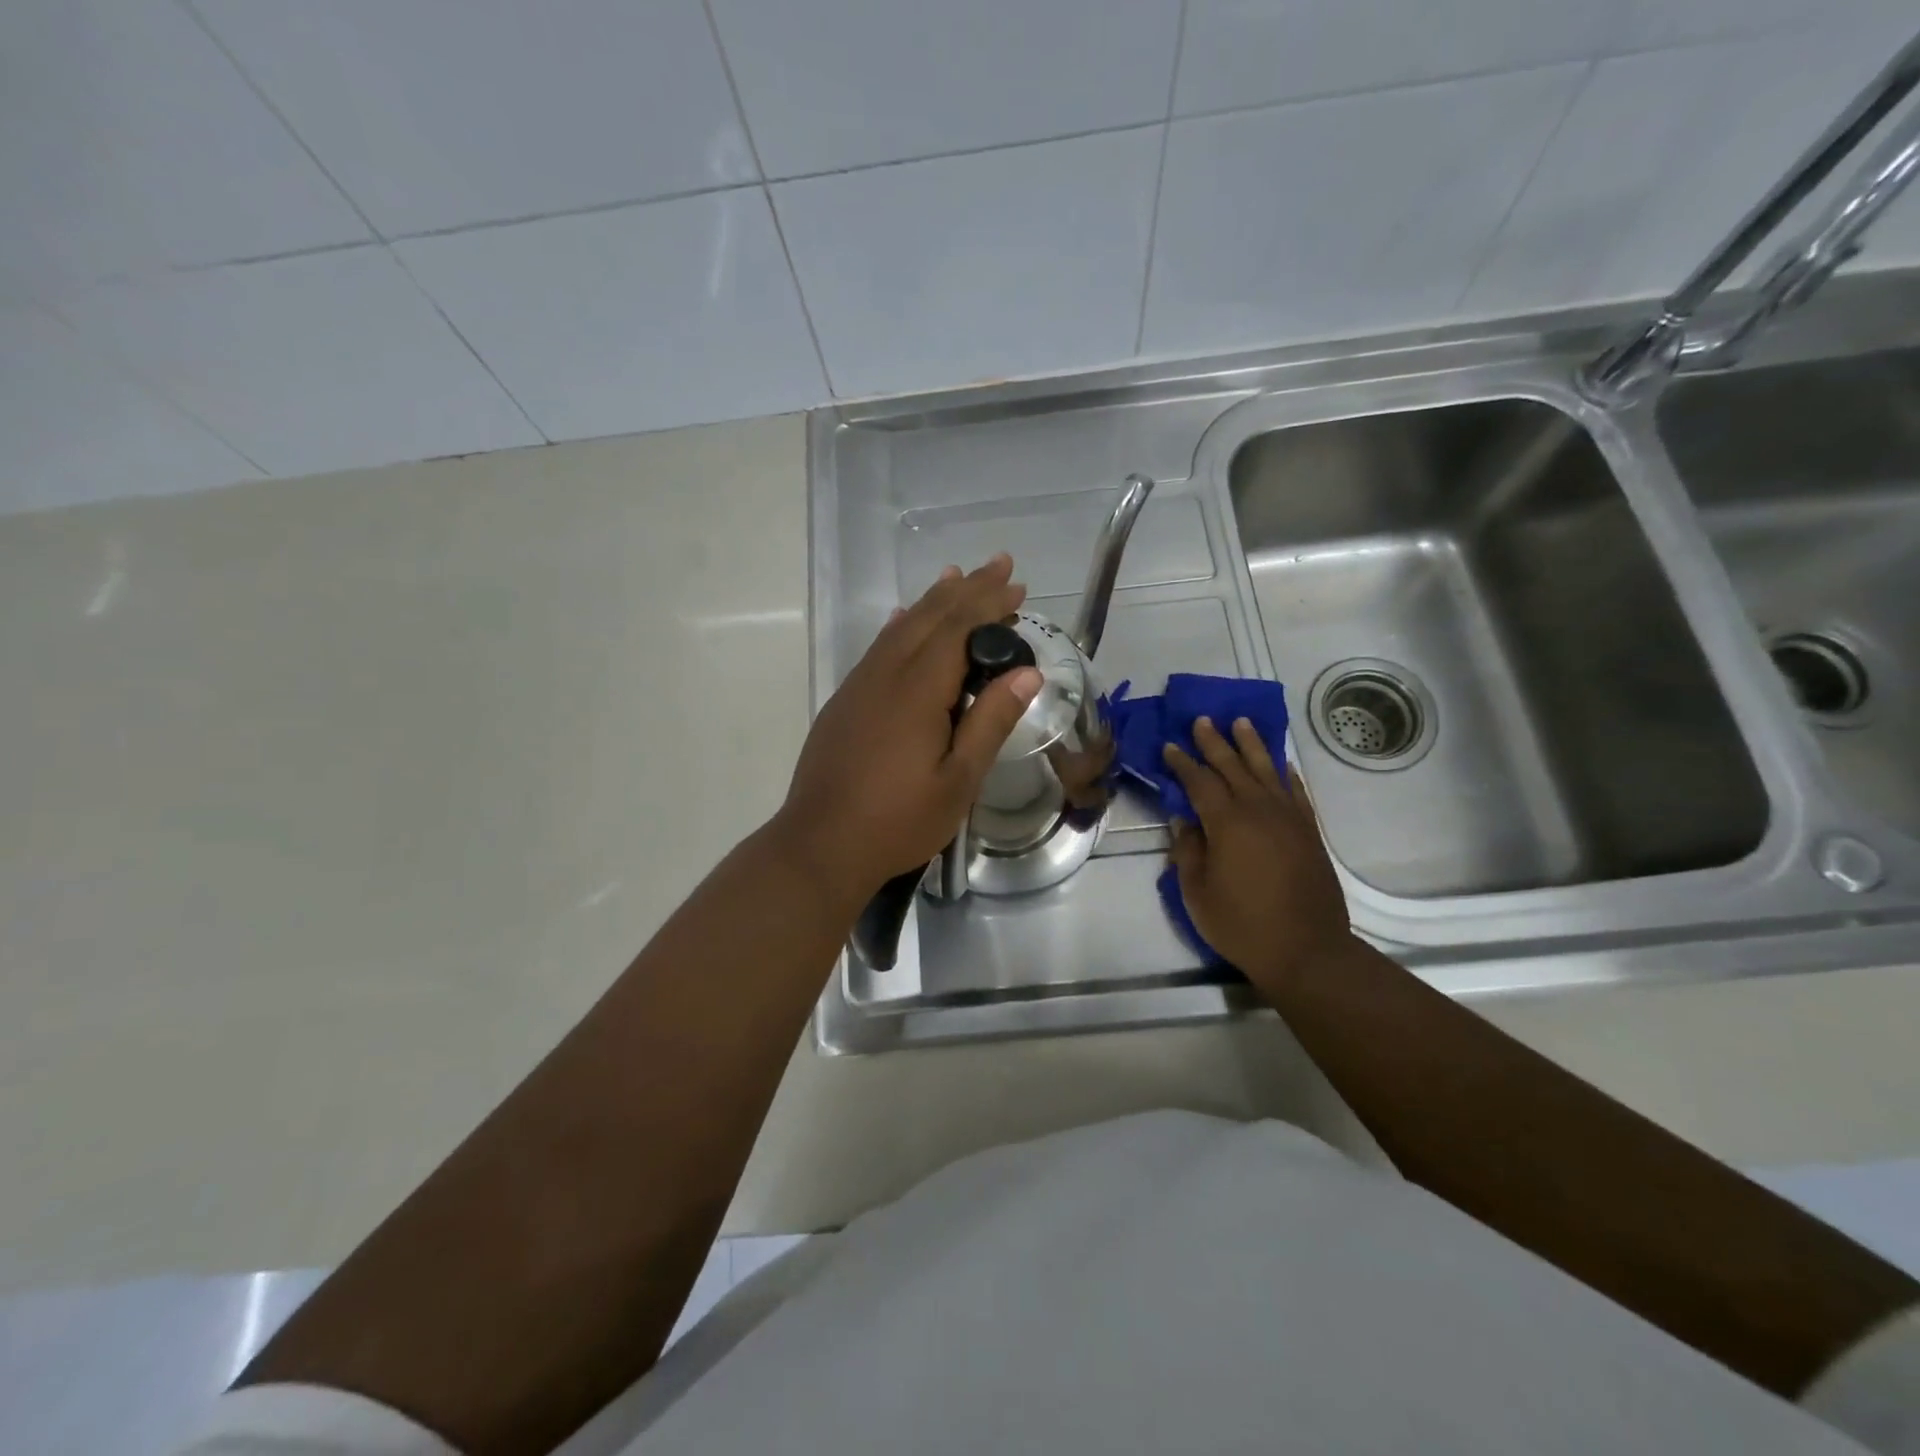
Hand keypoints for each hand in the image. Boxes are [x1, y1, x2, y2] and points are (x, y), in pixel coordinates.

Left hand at [773, 555, 1041, 910]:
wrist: (820, 845)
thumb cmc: (897, 821)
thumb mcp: (958, 781)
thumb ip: (990, 722)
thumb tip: (1027, 674)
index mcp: (917, 691)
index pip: (959, 629)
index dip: (989, 603)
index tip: (1018, 584)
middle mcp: (885, 675)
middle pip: (930, 617)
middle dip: (967, 589)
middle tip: (1000, 565)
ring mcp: (859, 686)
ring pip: (901, 628)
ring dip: (933, 600)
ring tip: (956, 577)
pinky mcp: (844, 702)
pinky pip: (878, 648)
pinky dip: (900, 626)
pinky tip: (903, 620)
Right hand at [1162, 717, 1355, 991]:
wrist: (1306, 949)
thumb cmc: (1242, 923)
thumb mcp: (1197, 892)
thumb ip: (1188, 851)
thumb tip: (1183, 820)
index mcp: (1227, 822)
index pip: (1200, 782)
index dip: (1183, 762)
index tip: (1170, 745)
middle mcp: (1259, 810)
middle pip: (1234, 767)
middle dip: (1215, 742)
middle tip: (1203, 720)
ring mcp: (1289, 819)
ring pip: (1268, 771)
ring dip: (1252, 745)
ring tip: (1242, 723)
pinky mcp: (1309, 832)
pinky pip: (1297, 793)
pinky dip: (1287, 775)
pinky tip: (1281, 765)